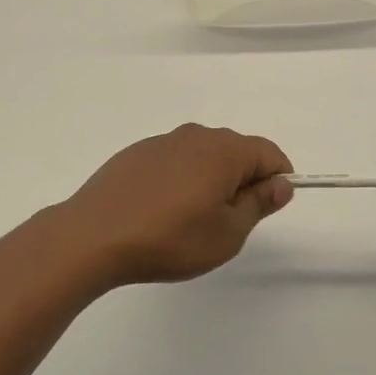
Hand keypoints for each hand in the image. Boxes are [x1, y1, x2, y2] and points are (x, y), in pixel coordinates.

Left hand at [58, 124, 293, 286]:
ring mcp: (162, 141)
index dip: (278, 179)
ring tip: (192, 220)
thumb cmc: (170, 238)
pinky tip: (161, 211)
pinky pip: (174, 160)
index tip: (266, 209)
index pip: (268, 153)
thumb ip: (259, 204)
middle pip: (236, 151)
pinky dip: (180, 179)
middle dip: (243, 181)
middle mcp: (196, 136)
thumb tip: (281, 183)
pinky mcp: (136, 153)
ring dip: (210, 180)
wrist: (94, 235)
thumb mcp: (227, 233)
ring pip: (203, 156)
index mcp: (224, 150)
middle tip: (229, 222)